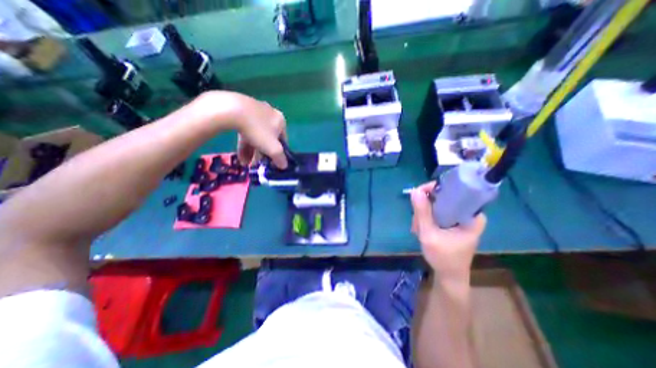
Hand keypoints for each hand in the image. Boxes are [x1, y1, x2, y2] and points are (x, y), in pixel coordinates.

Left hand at [204, 90, 288, 168]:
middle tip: (256, 164)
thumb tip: (284, 165)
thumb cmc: (258, 130)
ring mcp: (255, 111)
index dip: (278, 153)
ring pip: (256, 135)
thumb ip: (280, 158)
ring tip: (245, 163)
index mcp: (280, 120)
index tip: (270, 162)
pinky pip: (245, 129)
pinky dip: (244, 142)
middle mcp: (270, 113)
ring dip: (251, 151)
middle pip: (268, 138)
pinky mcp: (240, 110)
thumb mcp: (273, 149)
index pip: (283, 140)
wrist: (231, 110)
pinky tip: (239, 154)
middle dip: (261, 153)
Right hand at [409, 183, 486, 279]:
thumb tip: (415, 191)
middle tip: (416, 222)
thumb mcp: (429, 234)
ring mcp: (460, 217)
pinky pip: (437, 211)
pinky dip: (427, 218)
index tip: (418, 196)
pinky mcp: (453, 221)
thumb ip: (422, 212)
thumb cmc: (443, 258)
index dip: (432, 190)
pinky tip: (421, 229)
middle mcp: (468, 213)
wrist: (450, 276)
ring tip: (418, 229)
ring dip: (423, 214)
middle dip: (425, 207)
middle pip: (442, 197)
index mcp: (471, 215)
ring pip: (437, 204)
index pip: (452, 190)